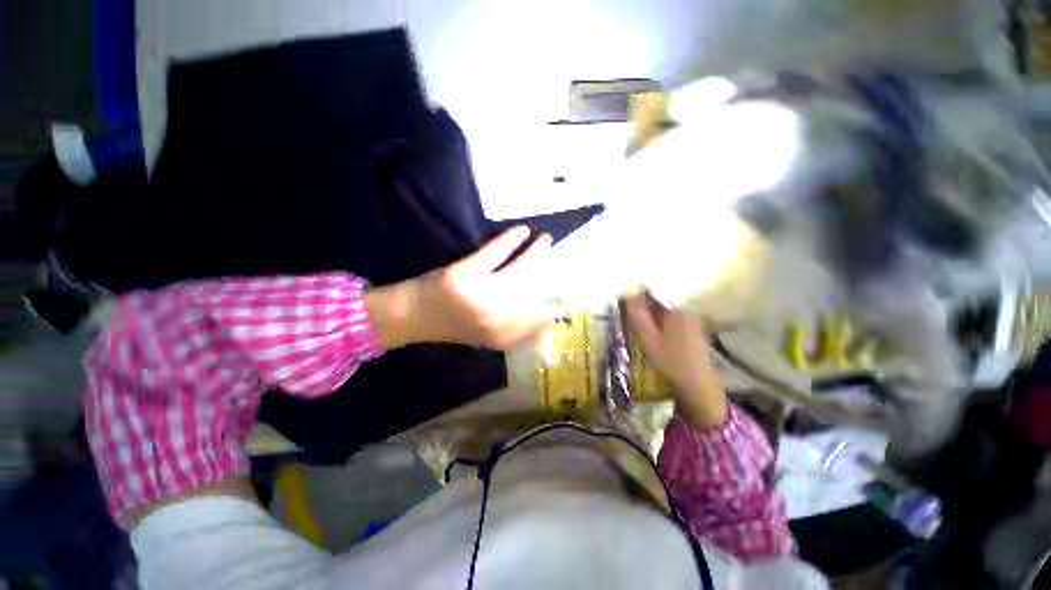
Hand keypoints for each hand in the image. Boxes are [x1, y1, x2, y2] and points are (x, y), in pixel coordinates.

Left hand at [366, 227, 557, 350]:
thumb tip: (544, 317)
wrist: (411, 317)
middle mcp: (497, 317)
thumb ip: (515, 331)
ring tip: (547, 240)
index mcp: (502, 336)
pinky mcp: (467, 273)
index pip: (540, 319)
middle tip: (562, 258)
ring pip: (520, 269)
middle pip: (534, 289)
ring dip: (536, 252)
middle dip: (550, 272)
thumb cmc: (451, 327)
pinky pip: (497, 252)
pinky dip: (511, 239)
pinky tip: (523, 230)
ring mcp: (482, 294)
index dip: (555, 305)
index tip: (565, 293)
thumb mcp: (487, 337)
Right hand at [625, 294, 728, 428]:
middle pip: (660, 294)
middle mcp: (686, 307)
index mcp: (678, 306)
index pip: (655, 286)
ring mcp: (690, 316)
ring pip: (664, 304)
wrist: (698, 387)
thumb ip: (637, 314)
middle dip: (642, 297)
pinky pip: (669, 313)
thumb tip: (627, 292)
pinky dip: (656, 315)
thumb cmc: (671, 361)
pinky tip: (647, 322)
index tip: (623, 291)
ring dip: (648, 306)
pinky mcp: (690, 326)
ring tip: (632, 310)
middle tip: (624, 302)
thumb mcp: (648, 337)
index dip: (638, 287)